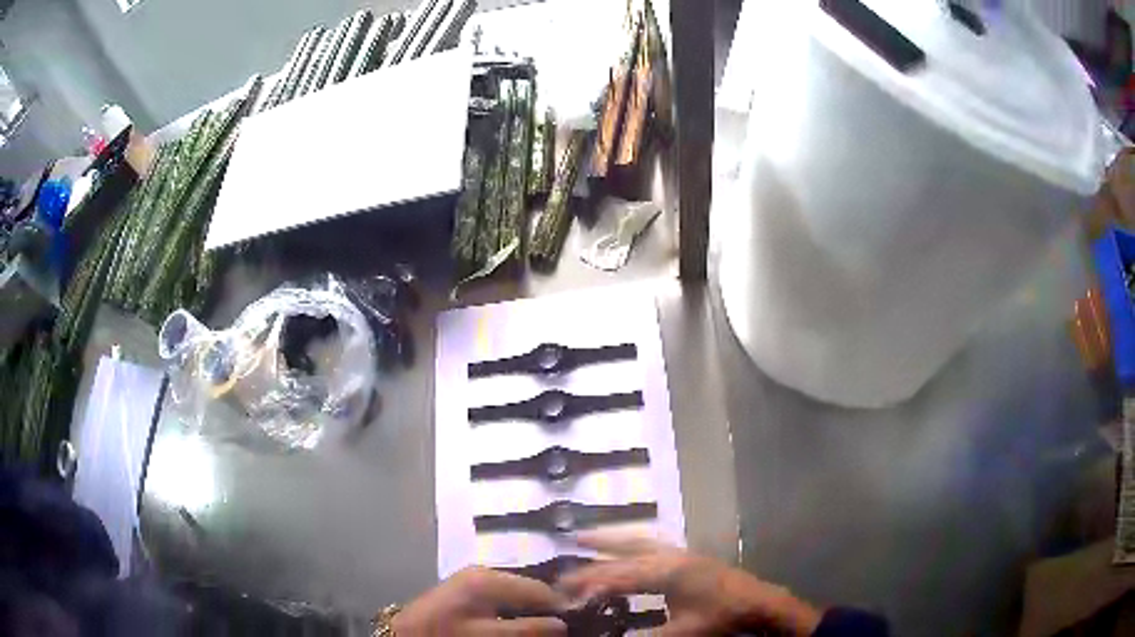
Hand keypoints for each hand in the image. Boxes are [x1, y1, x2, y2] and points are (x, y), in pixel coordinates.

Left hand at [392, 567, 568, 635]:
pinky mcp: (467, 586)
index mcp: (490, 578)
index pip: (541, 590)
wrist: (404, 634)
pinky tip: (515, 621)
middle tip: (561, 627)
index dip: (561, 607)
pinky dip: (513, 608)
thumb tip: (563, 625)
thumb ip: (527, 629)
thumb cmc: (448, 633)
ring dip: (531, 609)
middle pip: (530, 589)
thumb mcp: (489, 635)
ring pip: (517, 593)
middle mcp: (485, 571)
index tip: (577, 622)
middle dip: (546, 608)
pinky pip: (502, 594)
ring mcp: (475, 578)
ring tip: (539, 626)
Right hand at [559, 532, 821, 635]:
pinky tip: (624, 546)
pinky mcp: (686, 555)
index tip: (565, 592)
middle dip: (591, 563)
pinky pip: (649, 543)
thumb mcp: (684, 633)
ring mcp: (678, 553)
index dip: (591, 585)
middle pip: (622, 557)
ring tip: (581, 537)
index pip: (620, 577)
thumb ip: (647, 636)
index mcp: (667, 573)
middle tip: (562, 568)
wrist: (757, 601)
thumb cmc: (721, 617)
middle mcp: (669, 556)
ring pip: (636, 541)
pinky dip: (630, 542)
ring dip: (609, 540)